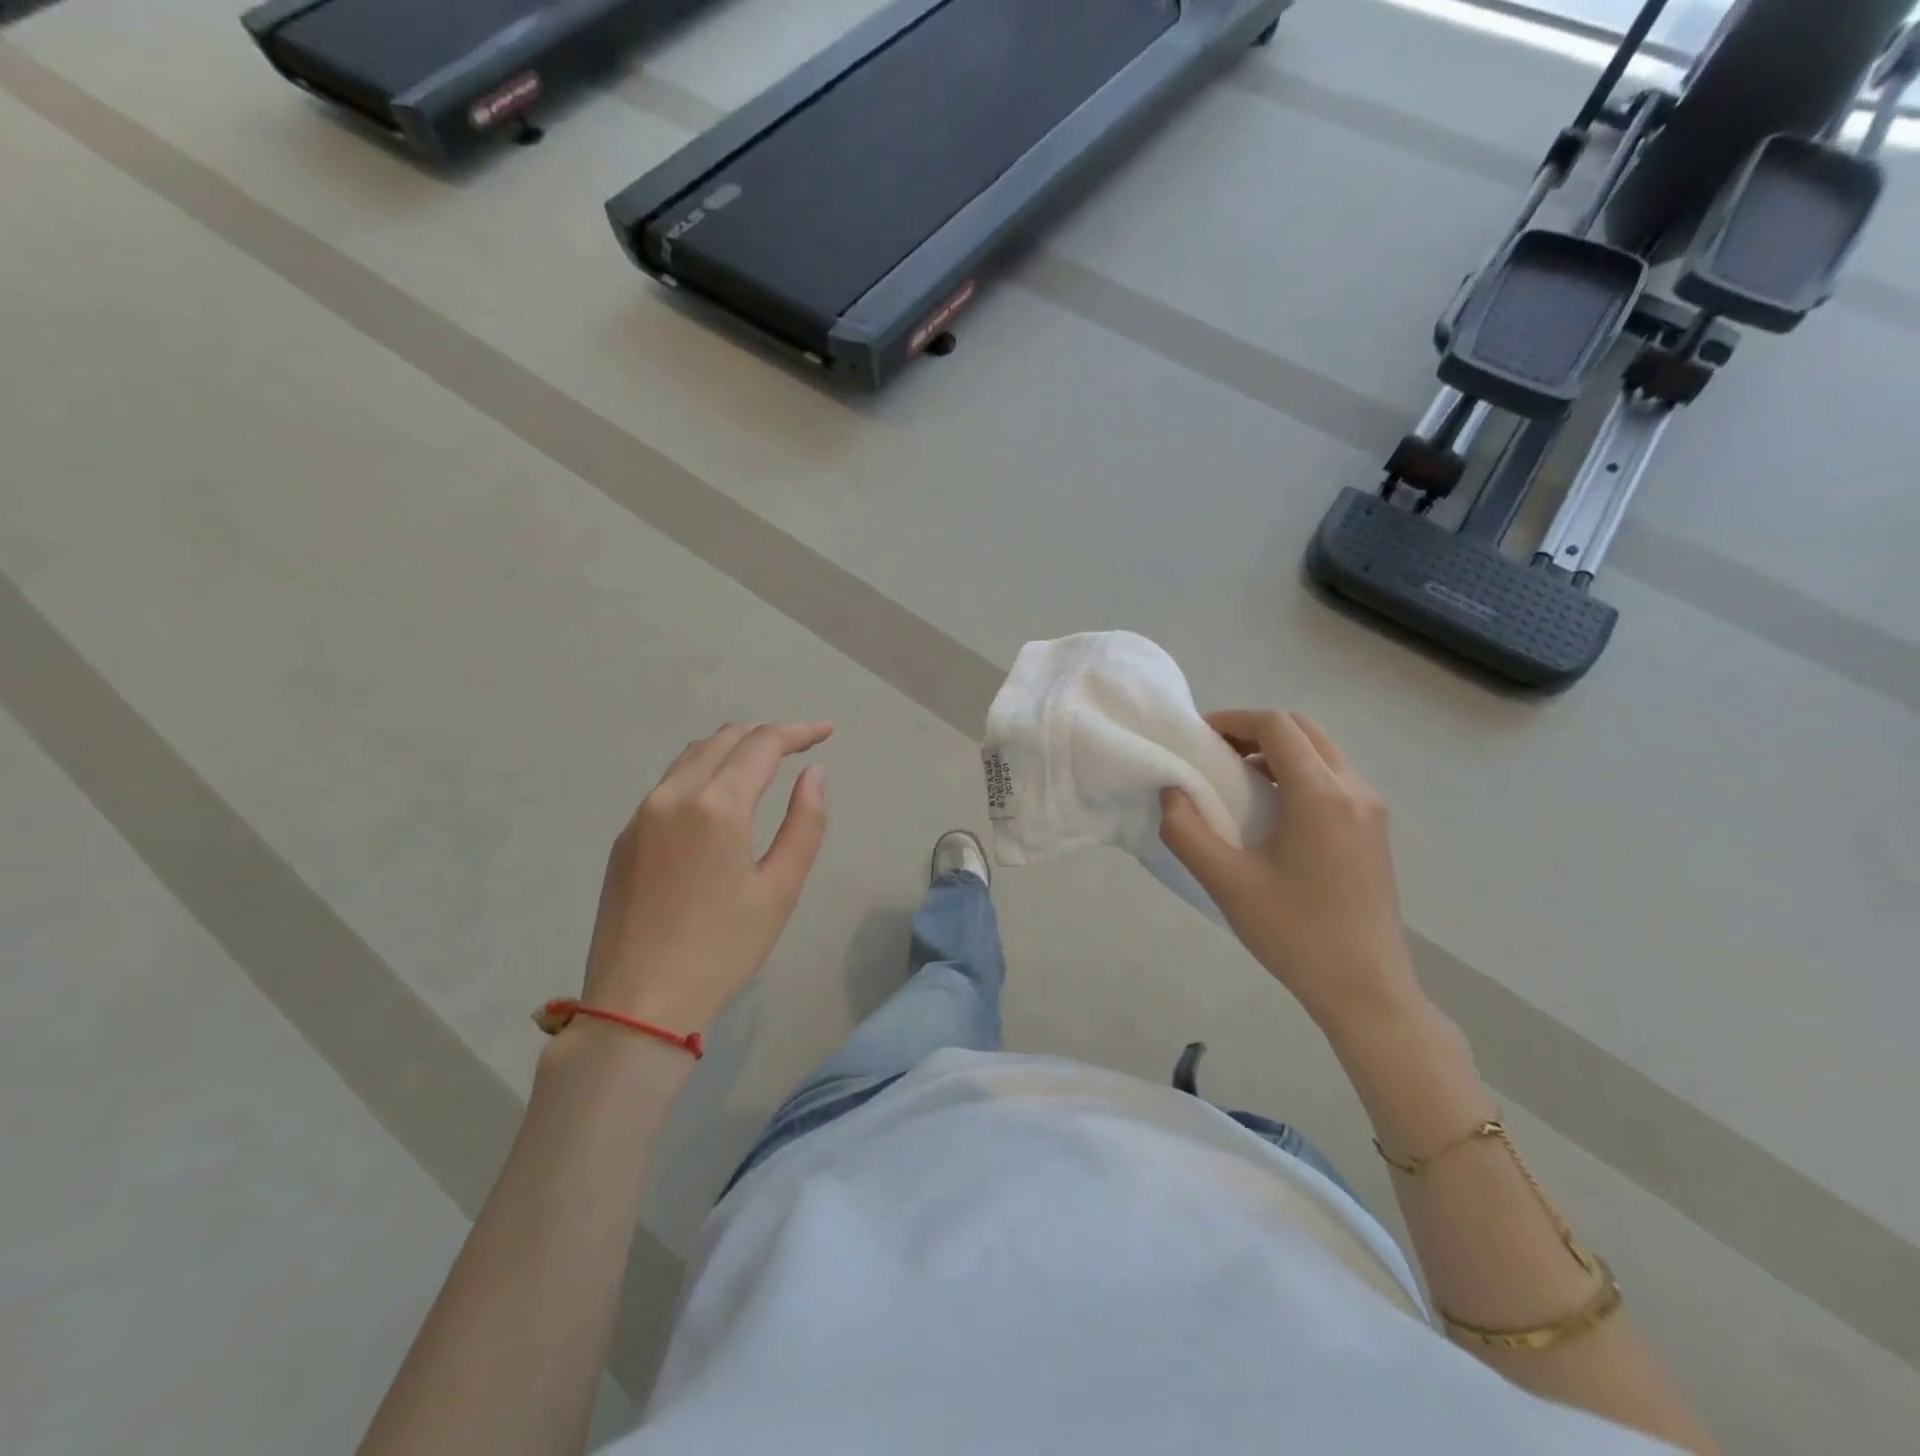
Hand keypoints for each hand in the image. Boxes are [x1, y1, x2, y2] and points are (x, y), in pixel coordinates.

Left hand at [580, 722, 830, 1034]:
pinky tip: (722, 796)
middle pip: (725, 739)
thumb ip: (805, 823)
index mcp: (716, 806)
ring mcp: (641, 814)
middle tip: (801, 747)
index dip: (798, 732)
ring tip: (766, 762)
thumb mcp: (780, 888)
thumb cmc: (722, 949)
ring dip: (733, 747)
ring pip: (693, 756)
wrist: (639, 1004)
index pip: (762, 744)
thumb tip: (813, 774)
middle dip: (767, 734)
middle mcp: (673, 795)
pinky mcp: (625, 837)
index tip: (826, 732)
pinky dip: (704, 771)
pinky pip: (670, 783)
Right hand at [1159, 710, 1422, 1033]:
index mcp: (1321, 796)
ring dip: (1278, 751)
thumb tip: (1172, 792)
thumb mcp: (1226, 883)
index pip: (1277, 726)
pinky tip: (1271, 811)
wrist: (1366, 990)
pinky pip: (1334, 778)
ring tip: (1237, 781)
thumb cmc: (1294, 934)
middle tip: (1216, 754)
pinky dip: (1298, 773)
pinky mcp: (1375, 831)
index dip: (1233, 720)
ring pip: (1322, 752)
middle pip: (1304, 730)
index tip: (1199, 739)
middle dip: (1255, 730)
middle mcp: (1355, 790)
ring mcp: (1372, 810)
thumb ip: (1186, 831)